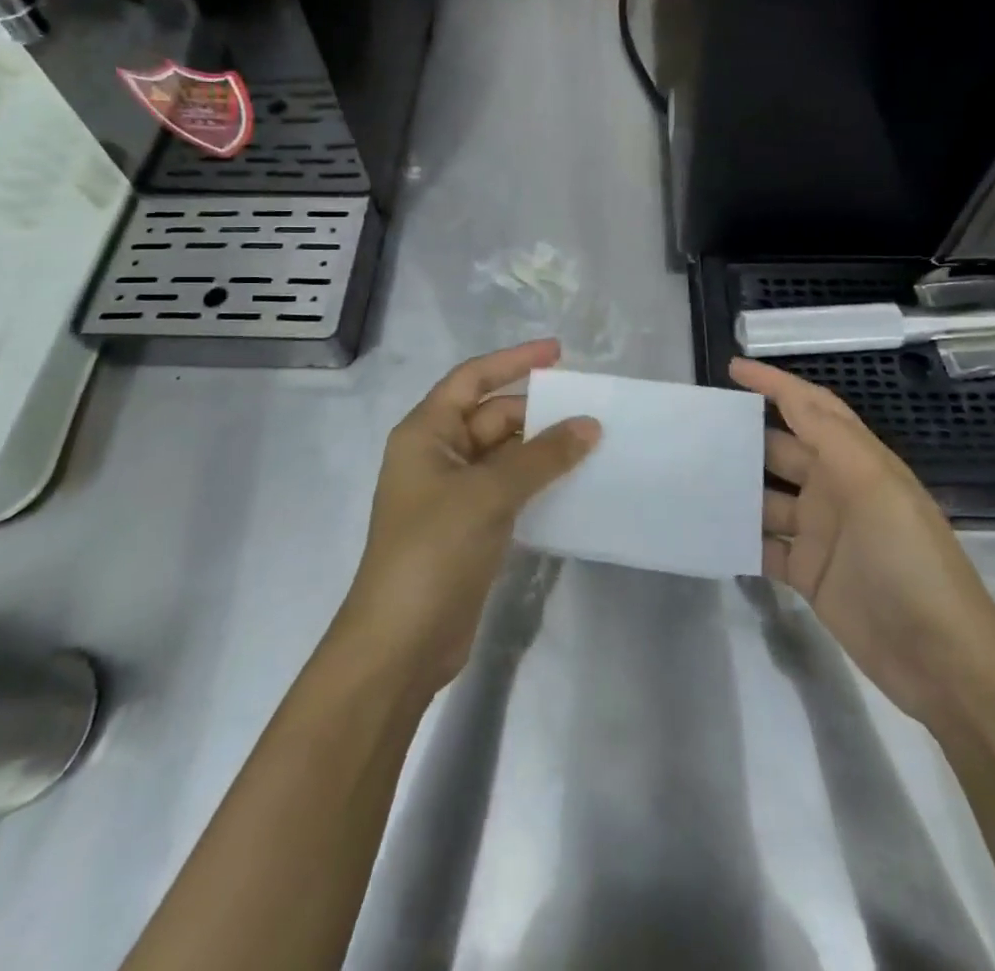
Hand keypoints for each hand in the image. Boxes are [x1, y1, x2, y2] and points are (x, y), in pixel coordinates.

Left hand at [337, 339, 599, 696]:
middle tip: (590, 408)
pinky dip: (538, 482)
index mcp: (426, 432)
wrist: (401, 643)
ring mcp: (453, 494)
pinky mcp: (470, 527)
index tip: (558, 352)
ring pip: (505, 455)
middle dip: (537, 411)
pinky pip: (509, 489)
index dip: (513, 360)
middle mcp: (437, 455)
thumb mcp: (489, 493)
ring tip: (593, 441)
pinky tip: (574, 483)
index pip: (472, 378)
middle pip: (492, 416)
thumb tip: (589, 424)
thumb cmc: (434, 550)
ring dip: (542, 448)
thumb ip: (542, 456)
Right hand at [732, 357, 994, 727]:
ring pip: (767, 498)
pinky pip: (765, 545)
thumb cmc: (909, 559)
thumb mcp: (875, 487)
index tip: (732, 368)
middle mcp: (835, 489)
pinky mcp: (808, 573)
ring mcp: (820, 533)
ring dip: (736, 489)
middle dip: (745, 436)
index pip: (811, 408)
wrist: (941, 658)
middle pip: (782, 450)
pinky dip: (740, 537)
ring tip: (688, 478)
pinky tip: (707, 530)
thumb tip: (789, 394)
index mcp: (857, 461)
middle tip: (695, 428)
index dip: (775, 384)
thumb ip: (831, 437)